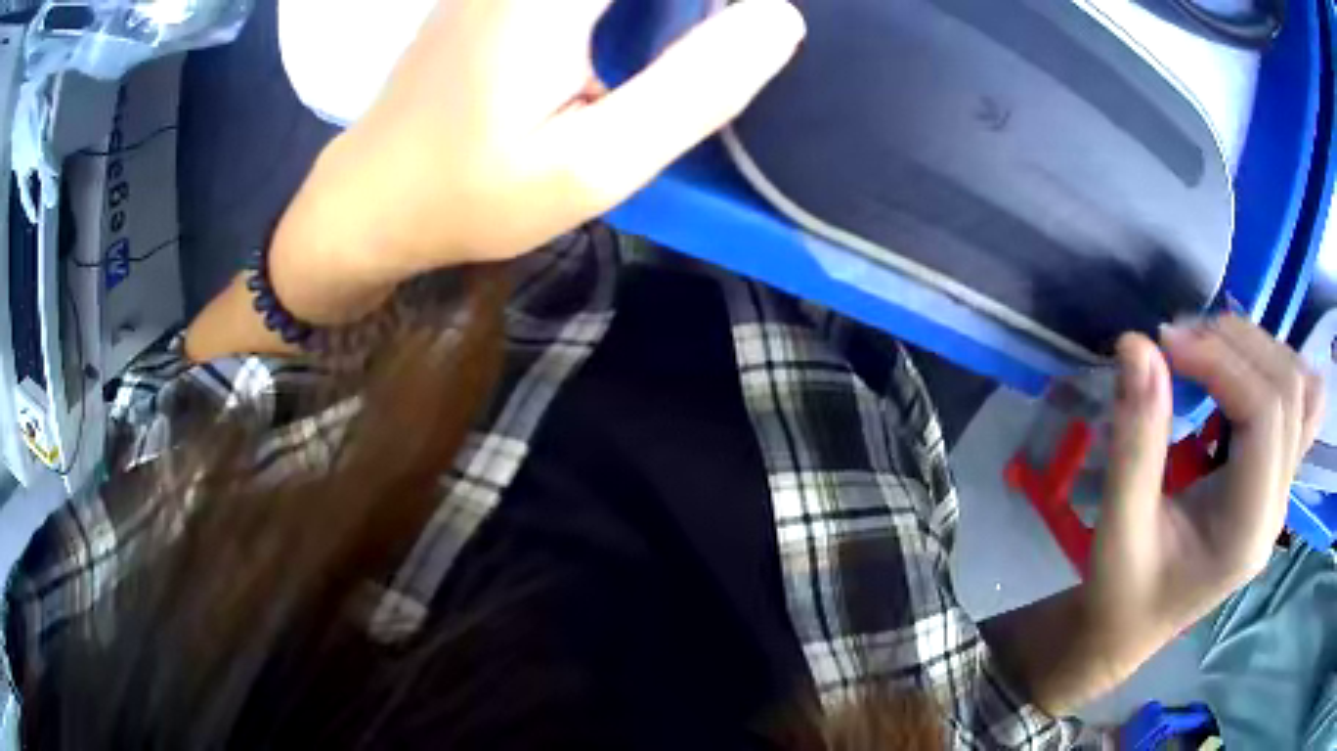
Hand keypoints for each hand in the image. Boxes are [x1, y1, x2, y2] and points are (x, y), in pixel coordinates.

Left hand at [273, 0, 804, 321]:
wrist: (373, 196)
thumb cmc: (473, 192)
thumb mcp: (592, 165)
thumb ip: (694, 89)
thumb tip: (778, 18)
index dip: (718, 9)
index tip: (749, 28)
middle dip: (686, 13)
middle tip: (721, 38)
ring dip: (663, 12)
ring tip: (667, 57)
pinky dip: (633, 11)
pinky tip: (633, 35)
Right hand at [1087, 317, 1324, 659]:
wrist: (1131, 627)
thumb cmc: (1122, 591)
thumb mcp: (1118, 527)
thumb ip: (1134, 440)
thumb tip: (1137, 345)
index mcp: (1248, 529)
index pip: (1265, 413)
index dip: (1220, 361)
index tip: (1163, 344)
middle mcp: (1278, 504)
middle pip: (1288, 389)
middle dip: (1236, 345)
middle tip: (1178, 343)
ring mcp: (1283, 489)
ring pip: (1301, 388)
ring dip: (1258, 351)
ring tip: (1210, 352)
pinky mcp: (1277, 476)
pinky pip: (1298, 404)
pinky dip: (1272, 370)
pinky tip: (1235, 376)